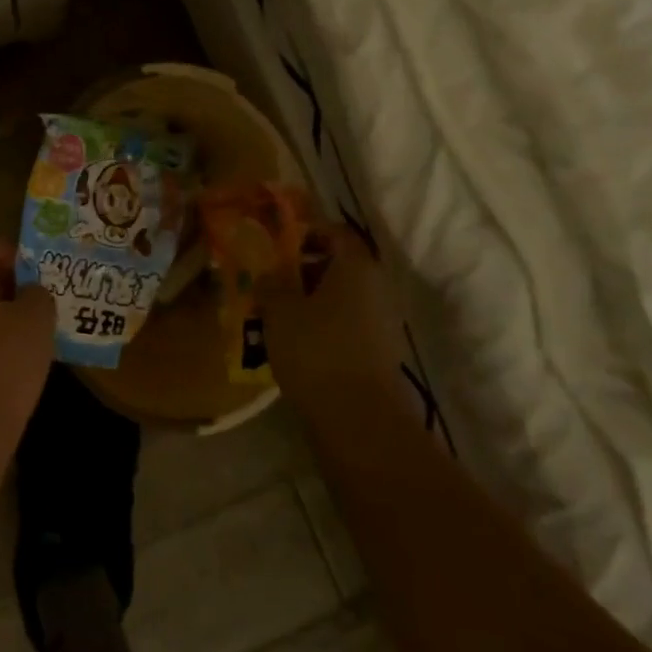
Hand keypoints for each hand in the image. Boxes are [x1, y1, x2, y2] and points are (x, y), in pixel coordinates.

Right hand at [260, 229, 405, 398]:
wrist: (358, 419)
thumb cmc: (316, 350)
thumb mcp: (279, 311)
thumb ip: (271, 284)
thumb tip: (268, 272)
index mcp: (356, 266)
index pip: (335, 232)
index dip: (307, 232)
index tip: (278, 244)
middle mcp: (377, 287)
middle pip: (340, 265)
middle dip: (305, 269)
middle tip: (272, 280)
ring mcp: (383, 321)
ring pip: (343, 297)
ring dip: (313, 300)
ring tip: (279, 314)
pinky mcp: (380, 352)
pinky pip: (348, 324)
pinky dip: (325, 325)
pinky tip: (298, 342)